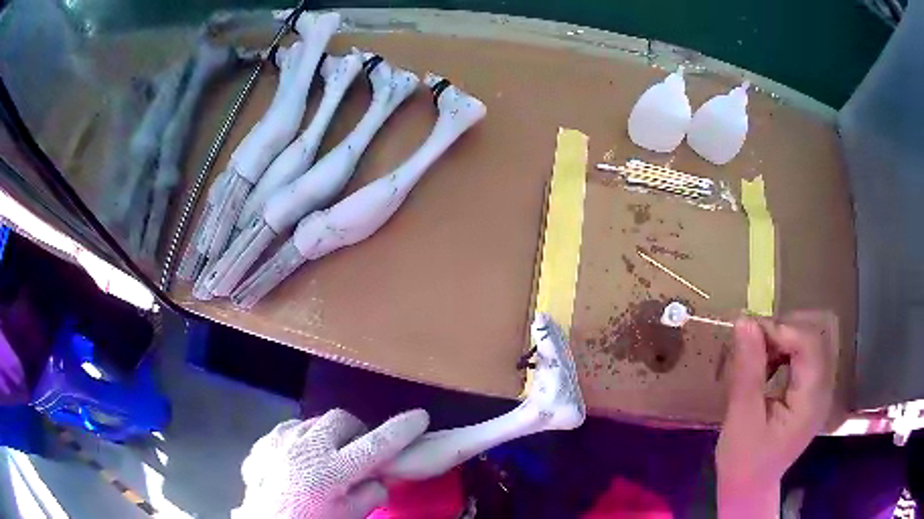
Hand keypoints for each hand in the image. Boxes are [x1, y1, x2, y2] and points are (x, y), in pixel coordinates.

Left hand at [233, 408, 428, 518]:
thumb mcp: (347, 517)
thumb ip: (369, 495)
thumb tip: (377, 478)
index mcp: (332, 471)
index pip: (376, 445)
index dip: (401, 430)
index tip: (420, 417)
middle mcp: (307, 448)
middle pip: (341, 420)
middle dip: (356, 431)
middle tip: (357, 451)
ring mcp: (282, 441)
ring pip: (314, 420)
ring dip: (327, 434)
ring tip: (325, 456)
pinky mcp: (264, 441)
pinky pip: (290, 429)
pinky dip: (301, 438)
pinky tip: (299, 457)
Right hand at [716, 311, 837, 517]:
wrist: (748, 489)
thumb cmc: (742, 461)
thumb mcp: (741, 418)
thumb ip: (748, 370)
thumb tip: (745, 322)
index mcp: (811, 400)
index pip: (808, 345)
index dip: (780, 330)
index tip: (748, 332)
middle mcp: (822, 391)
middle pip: (811, 341)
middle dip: (781, 333)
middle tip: (750, 342)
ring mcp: (818, 393)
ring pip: (808, 346)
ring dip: (782, 342)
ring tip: (756, 354)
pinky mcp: (809, 395)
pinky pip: (803, 360)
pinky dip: (784, 354)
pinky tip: (767, 366)